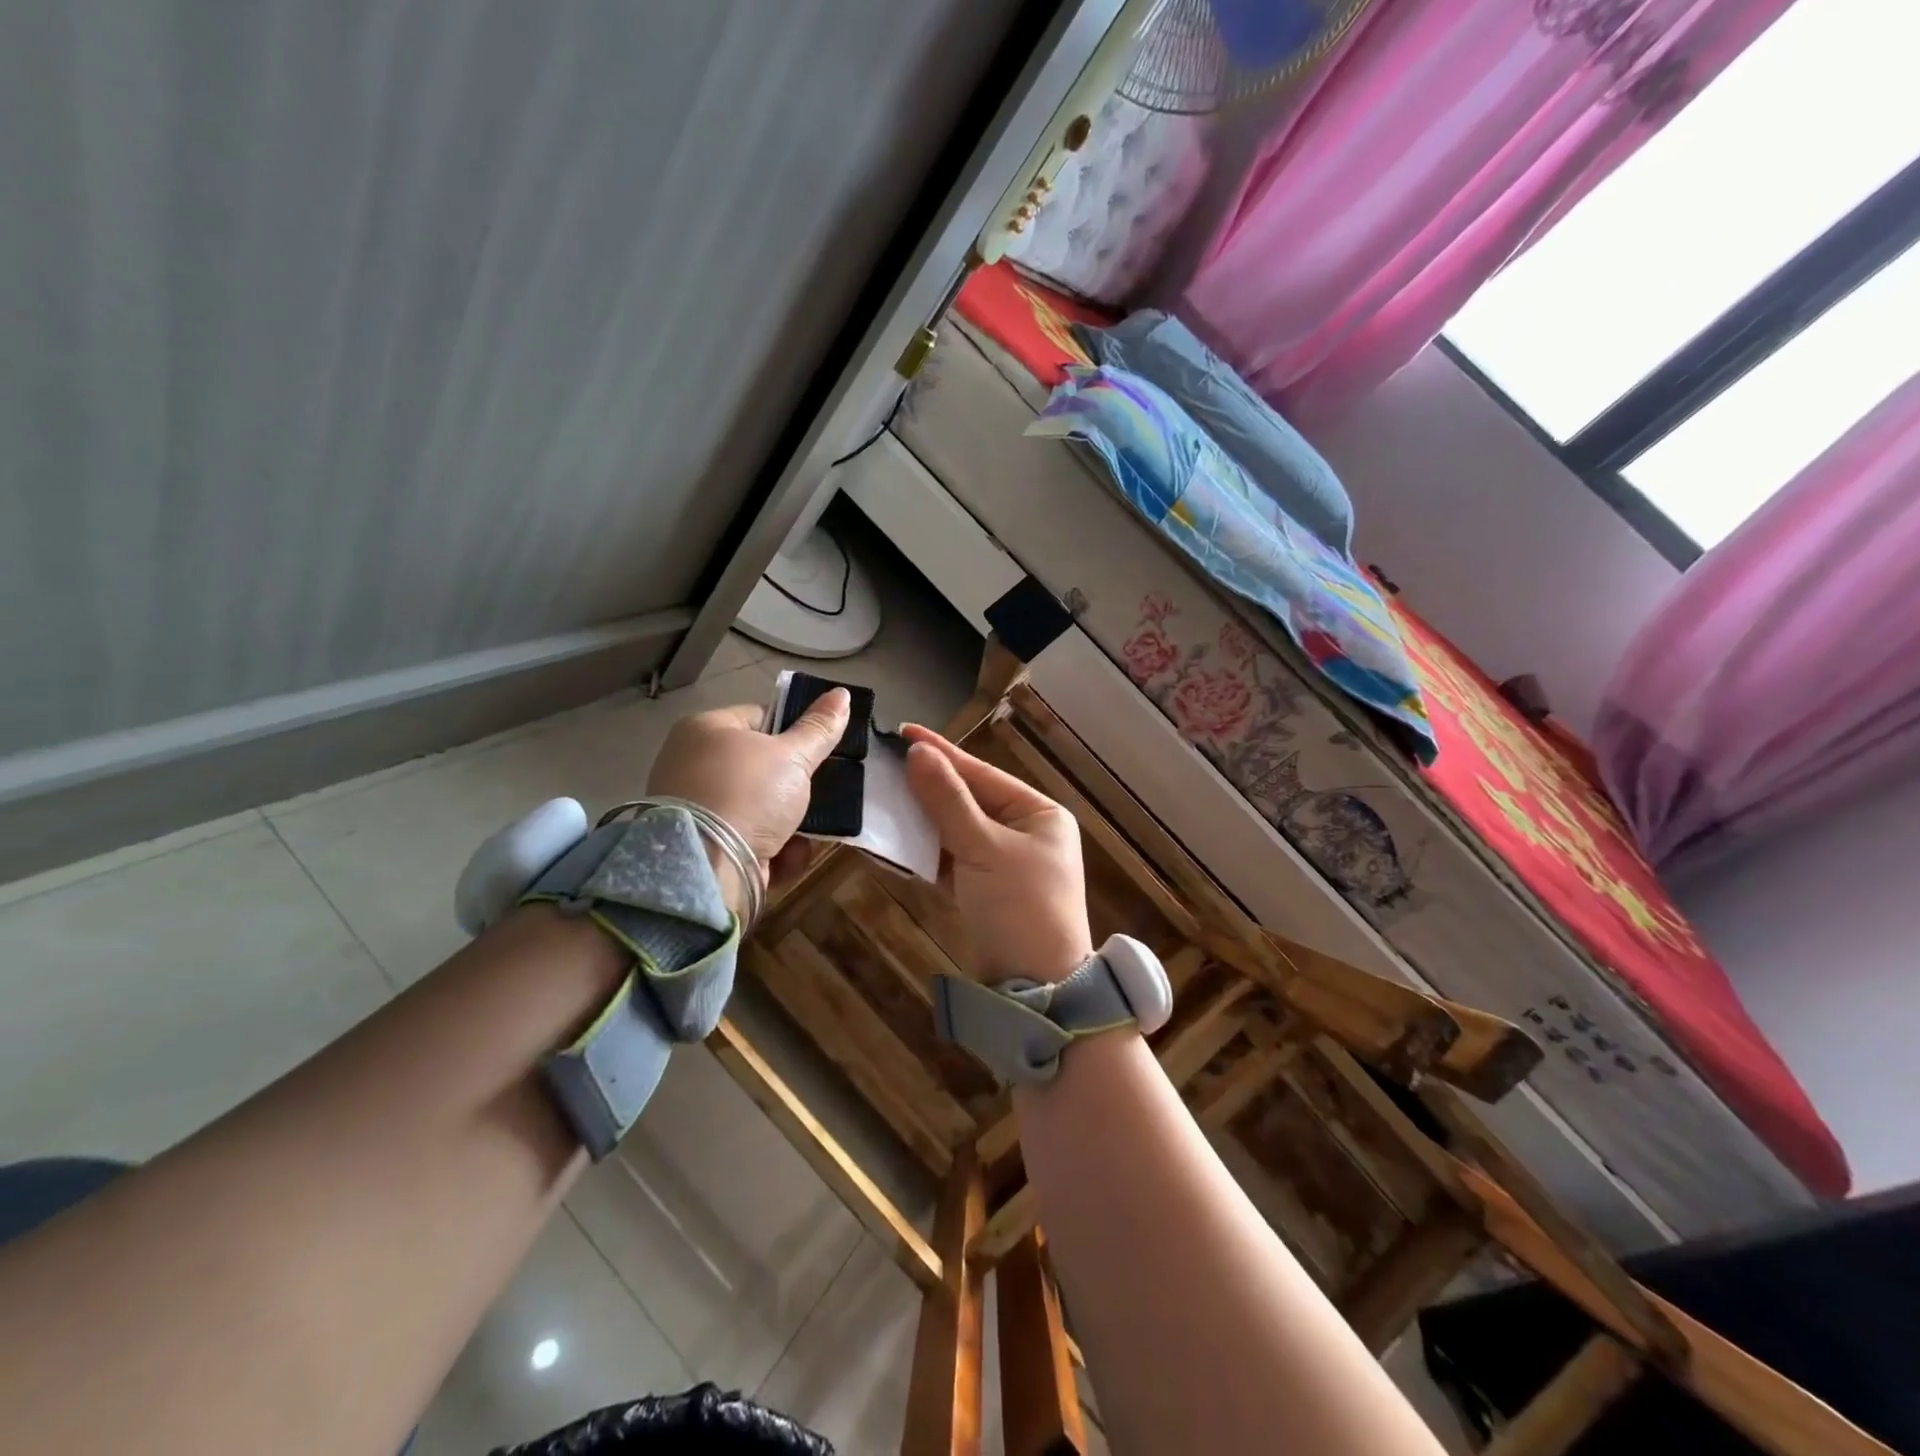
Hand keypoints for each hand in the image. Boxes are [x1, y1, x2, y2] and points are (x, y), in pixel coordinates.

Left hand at [647, 689, 850, 906]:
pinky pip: (747, 839)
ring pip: (759, 808)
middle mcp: (692, 764)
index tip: (817, 752)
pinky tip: (783, 859)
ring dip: (788, 825)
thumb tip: (842, 693)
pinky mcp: (702, 847)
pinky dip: (770, 851)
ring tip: (803, 835)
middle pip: (761, 769)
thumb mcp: (792, 757)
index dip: (793, 733)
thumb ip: (819, 728)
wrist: (706, 869)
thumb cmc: (748, 794)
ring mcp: (695, 808)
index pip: (760, 718)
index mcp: (705, 729)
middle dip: (793, 789)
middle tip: (816, 795)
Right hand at [901, 725, 1091, 984]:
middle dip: (927, 787)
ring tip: (883, 798)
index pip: (981, 774)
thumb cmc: (1020, 907)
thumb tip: (918, 753)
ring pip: (956, 829)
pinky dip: (927, 852)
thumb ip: (948, 801)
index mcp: (1038, 813)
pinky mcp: (986, 887)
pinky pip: (952, 859)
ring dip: (922, 820)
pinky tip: (897, 841)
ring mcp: (1005, 860)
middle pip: (967, 800)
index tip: (902, 732)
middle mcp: (1025, 831)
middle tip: (883, 766)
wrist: (1037, 987)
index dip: (941, 753)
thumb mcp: (984, 849)